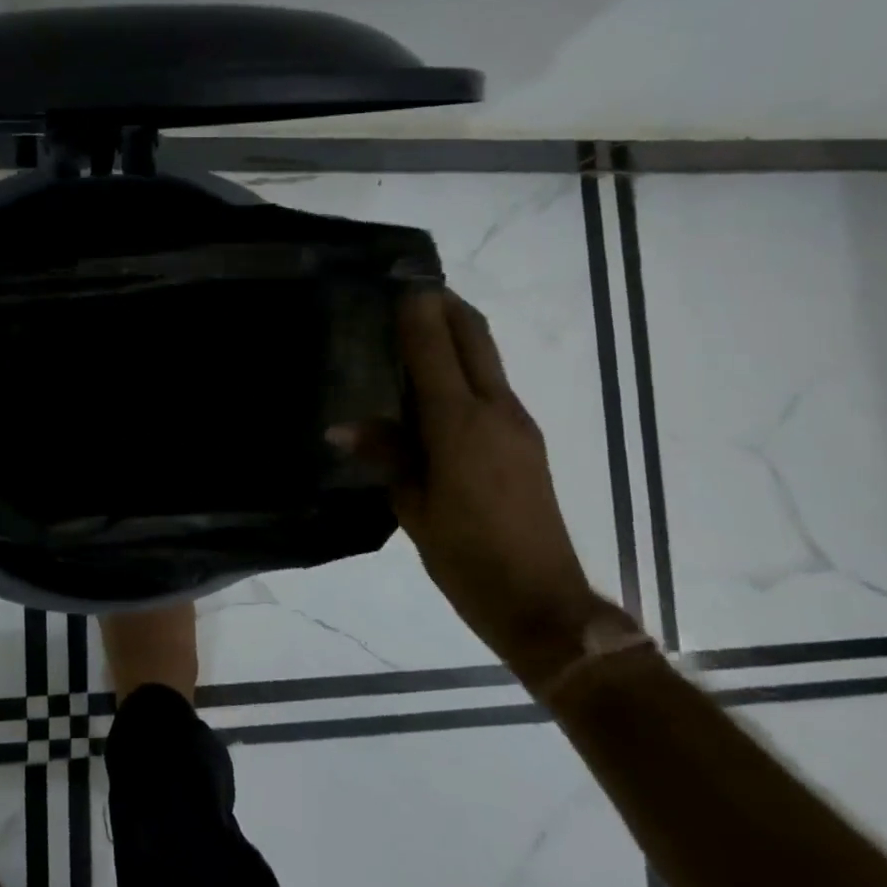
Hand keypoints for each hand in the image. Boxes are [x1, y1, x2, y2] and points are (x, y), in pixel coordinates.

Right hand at [344, 289, 609, 685]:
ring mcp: (518, 424)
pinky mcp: (528, 441)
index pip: (435, 347)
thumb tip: (342, 428)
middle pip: (474, 337)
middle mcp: (495, 410)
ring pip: (487, 359)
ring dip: (458, 334)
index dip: (417, 310)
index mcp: (459, 424)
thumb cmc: (467, 558)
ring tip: (418, 329)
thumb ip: (387, 455)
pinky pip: (493, 386)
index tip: (397, 282)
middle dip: (446, 305)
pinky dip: (467, 367)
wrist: (543, 603)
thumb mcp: (414, 507)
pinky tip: (439, 384)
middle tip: (412, 289)